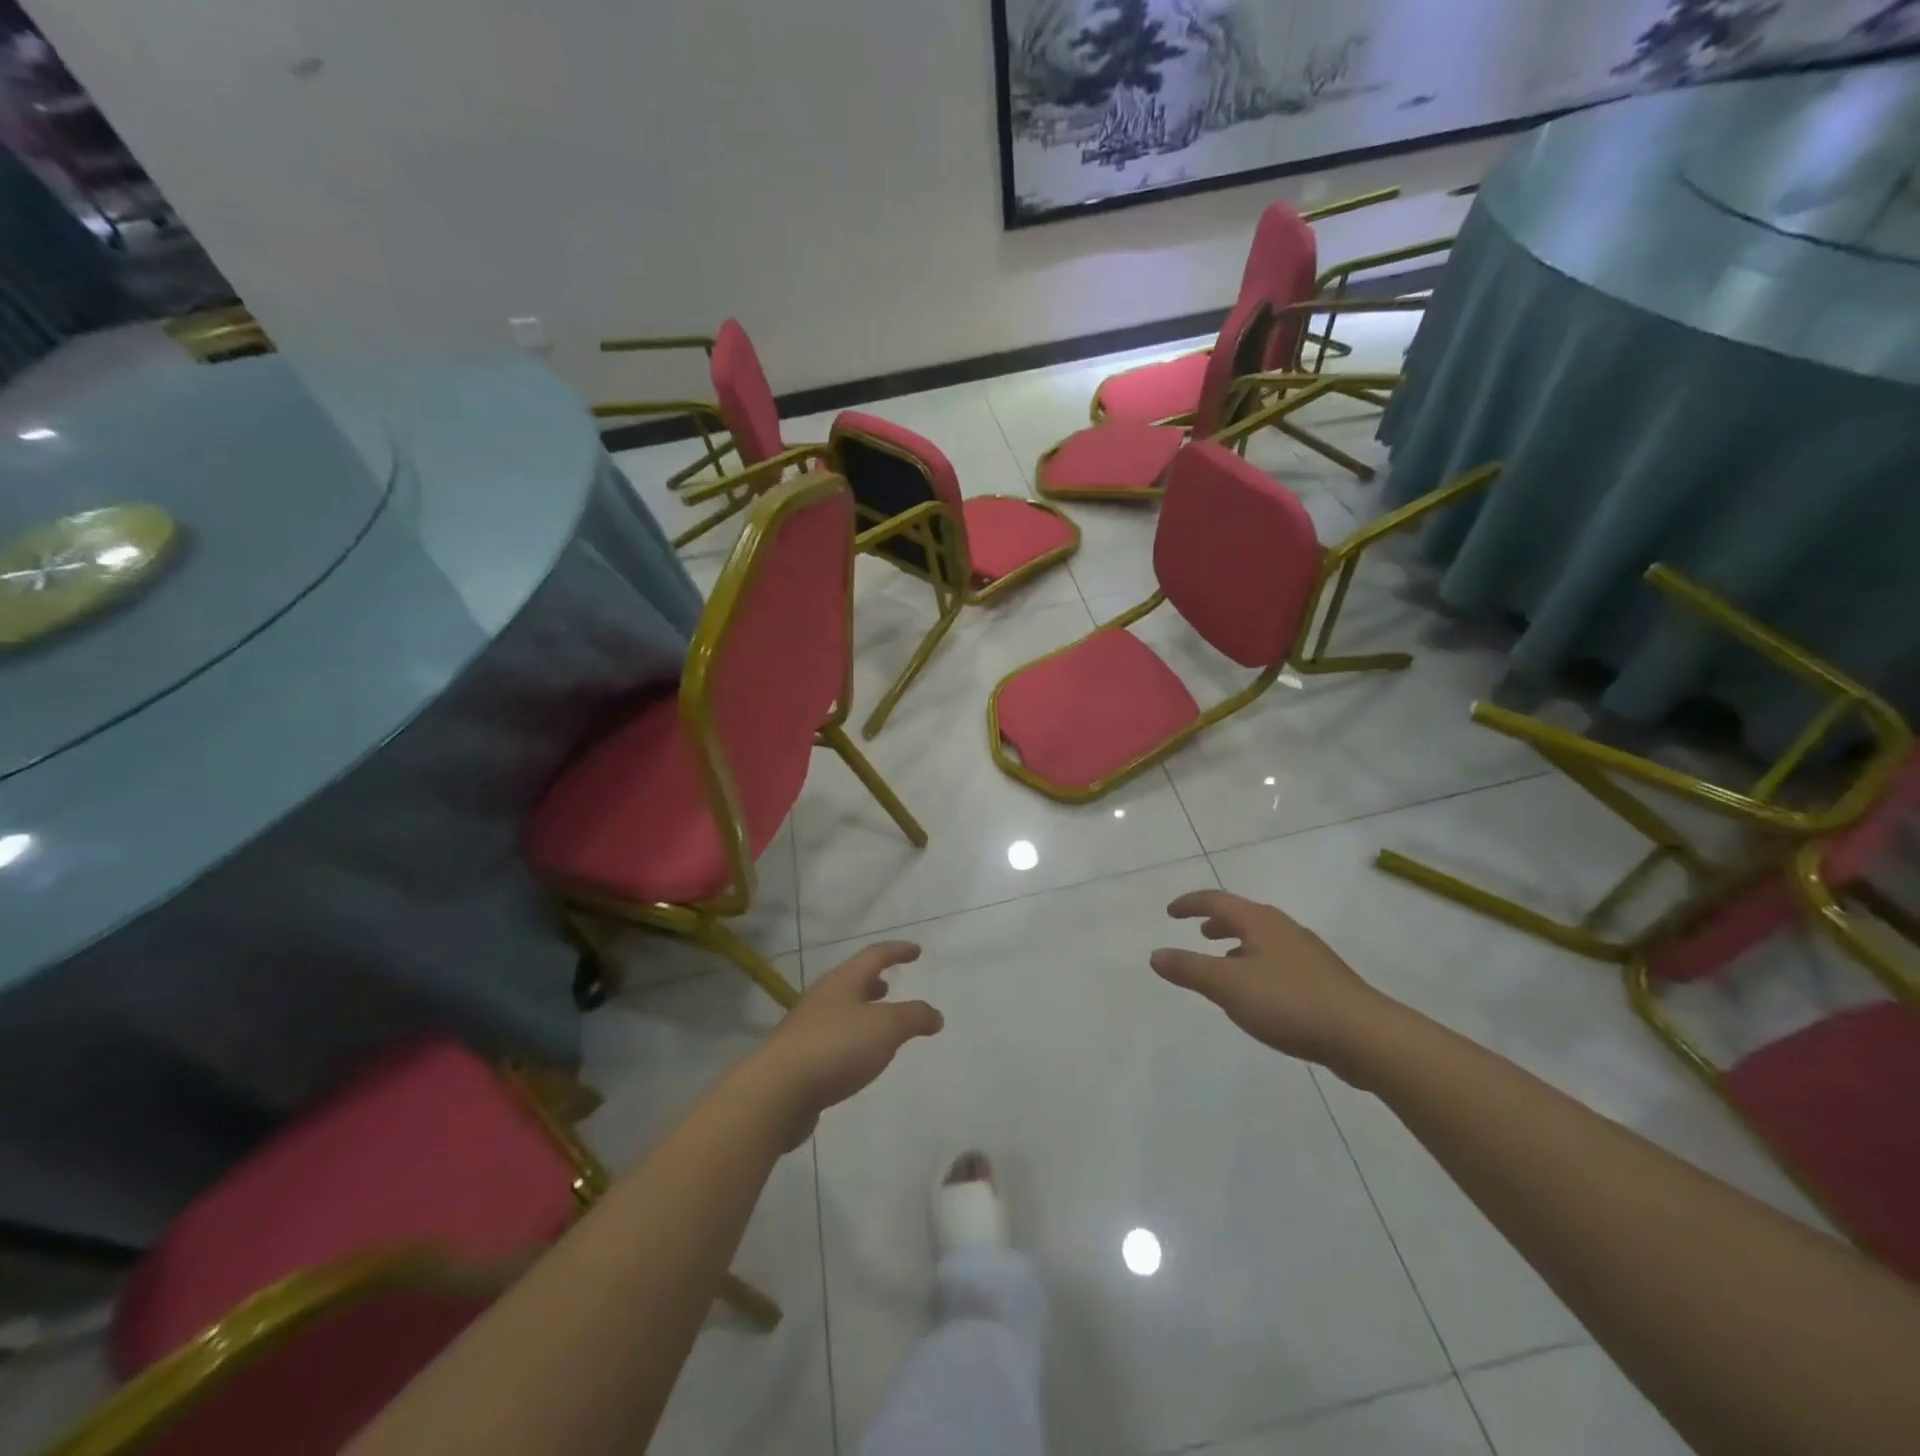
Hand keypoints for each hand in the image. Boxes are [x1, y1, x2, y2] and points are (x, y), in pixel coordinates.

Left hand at [751, 942, 942, 1143]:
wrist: (777, 1092)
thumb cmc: (836, 1047)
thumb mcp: (886, 1028)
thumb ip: (914, 1017)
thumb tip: (935, 1015)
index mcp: (842, 982)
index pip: (874, 956)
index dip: (897, 951)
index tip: (916, 950)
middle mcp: (822, 998)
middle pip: (851, 982)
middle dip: (873, 982)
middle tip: (890, 986)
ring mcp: (807, 1028)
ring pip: (840, 1011)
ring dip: (861, 1011)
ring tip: (878, 1024)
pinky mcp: (799, 1059)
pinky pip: (832, 1039)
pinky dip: (850, 1039)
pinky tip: (858, 1059)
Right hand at [1151, 890, 1387, 1080]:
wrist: (1365, 1037)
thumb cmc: (1290, 1002)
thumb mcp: (1228, 986)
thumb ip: (1189, 969)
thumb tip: (1155, 954)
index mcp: (1261, 922)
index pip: (1218, 901)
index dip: (1191, 903)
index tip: (1170, 912)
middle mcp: (1285, 930)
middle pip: (1245, 916)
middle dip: (1218, 922)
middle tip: (1199, 932)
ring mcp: (1309, 956)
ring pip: (1264, 940)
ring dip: (1239, 945)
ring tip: (1224, 963)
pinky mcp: (1324, 982)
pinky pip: (1279, 962)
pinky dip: (1257, 965)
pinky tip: (1258, 994)